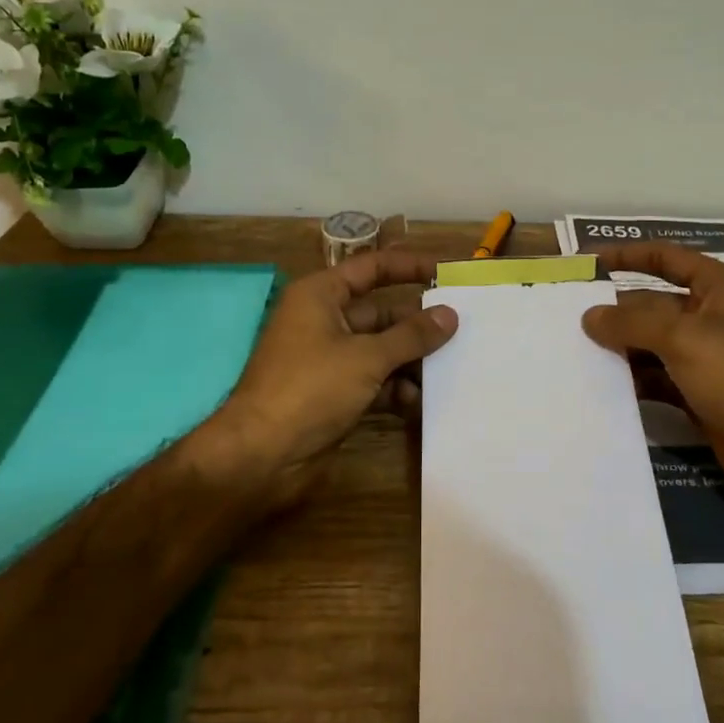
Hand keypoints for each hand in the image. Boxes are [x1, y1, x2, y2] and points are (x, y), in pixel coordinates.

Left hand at [212, 248, 458, 507]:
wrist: (261, 456)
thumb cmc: (310, 388)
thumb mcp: (366, 357)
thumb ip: (411, 336)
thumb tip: (449, 315)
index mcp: (321, 296)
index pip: (371, 268)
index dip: (408, 267)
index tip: (445, 273)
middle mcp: (325, 321)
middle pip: (381, 313)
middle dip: (418, 324)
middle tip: (462, 331)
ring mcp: (329, 360)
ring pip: (381, 350)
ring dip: (411, 361)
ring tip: (449, 371)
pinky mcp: (335, 393)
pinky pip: (374, 381)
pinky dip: (396, 389)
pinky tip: (419, 402)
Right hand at [583, 244, 723, 519]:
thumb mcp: (683, 339)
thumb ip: (631, 323)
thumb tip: (589, 316)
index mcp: (721, 287)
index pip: (667, 258)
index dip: (628, 256)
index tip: (588, 263)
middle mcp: (715, 315)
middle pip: (655, 302)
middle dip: (617, 310)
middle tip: (569, 317)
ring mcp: (708, 356)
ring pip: (653, 342)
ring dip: (621, 346)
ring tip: (575, 349)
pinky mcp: (701, 392)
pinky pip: (658, 376)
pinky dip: (633, 378)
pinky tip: (601, 383)